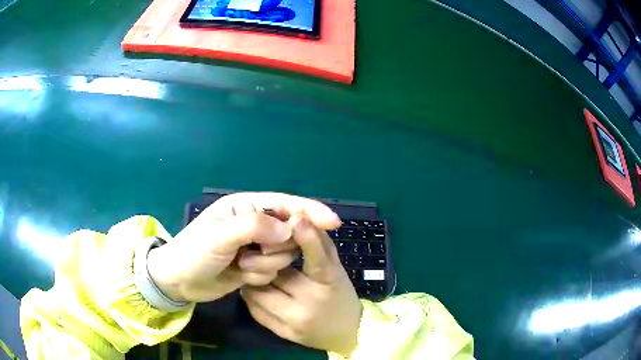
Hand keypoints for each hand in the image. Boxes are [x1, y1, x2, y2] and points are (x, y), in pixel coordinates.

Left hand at [147, 192, 340, 302]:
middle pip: (288, 232)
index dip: (309, 211)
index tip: (333, 223)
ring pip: (282, 255)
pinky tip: (240, 276)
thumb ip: (253, 227)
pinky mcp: (254, 265)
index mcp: (244, 207)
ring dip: (264, 265)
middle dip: (275, 248)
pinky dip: (259, 275)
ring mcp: (254, 246)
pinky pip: (273, 270)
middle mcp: (253, 223)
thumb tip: (289, 229)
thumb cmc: (193, 253)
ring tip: (239, 266)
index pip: (284, 204)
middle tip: (249, 256)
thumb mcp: (218, 237)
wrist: (179, 282)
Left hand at [241, 216, 362, 356]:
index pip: (317, 258)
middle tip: (257, 248)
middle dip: (264, 258)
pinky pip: (255, 309)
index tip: (296, 219)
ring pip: (257, 292)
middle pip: (274, 274)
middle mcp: (311, 304)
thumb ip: (318, 243)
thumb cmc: (341, 294)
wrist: (347, 334)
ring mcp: (295, 322)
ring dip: (253, 277)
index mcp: (330, 283)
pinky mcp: (283, 334)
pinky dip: (253, 296)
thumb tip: (298, 217)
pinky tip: (259, 289)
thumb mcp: (334, 267)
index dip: (307, 238)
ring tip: (255, 270)